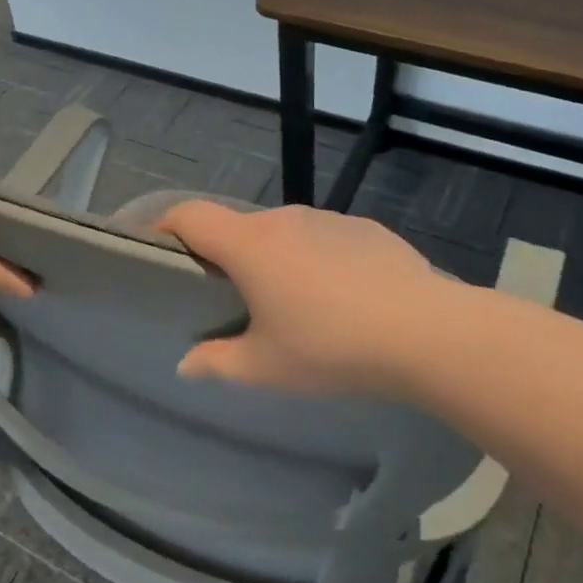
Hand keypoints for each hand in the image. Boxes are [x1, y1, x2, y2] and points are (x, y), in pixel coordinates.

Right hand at [154, 202, 451, 397]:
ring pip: (283, 232)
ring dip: (273, 257)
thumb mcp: (265, 367)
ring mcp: (328, 219)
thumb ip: (217, 362)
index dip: (165, 226)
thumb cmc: (330, 347)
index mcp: (250, 245)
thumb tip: (187, 363)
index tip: (157, 250)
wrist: (425, 331)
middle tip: (230, 298)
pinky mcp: (364, 228)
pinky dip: (315, 259)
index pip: (190, 215)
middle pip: (237, 226)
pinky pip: (323, 238)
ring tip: (291, 303)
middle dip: (224, 255)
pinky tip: (340, 297)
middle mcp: (284, 219)